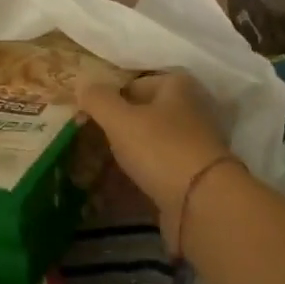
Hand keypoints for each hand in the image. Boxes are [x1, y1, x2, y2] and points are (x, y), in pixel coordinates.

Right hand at [77, 71, 236, 243]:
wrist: (202, 203)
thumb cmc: (160, 148)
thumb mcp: (120, 119)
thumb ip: (98, 99)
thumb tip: (81, 81)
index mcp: (177, 86)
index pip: (134, 84)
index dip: (110, 98)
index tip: (87, 118)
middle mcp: (190, 110)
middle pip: (144, 114)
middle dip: (117, 128)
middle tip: (89, 142)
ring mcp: (193, 145)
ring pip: (150, 144)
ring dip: (126, 154)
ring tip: (96, 167)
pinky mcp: (192, 176)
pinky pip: (157, 170)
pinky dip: (138, 177)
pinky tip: (115, 189)